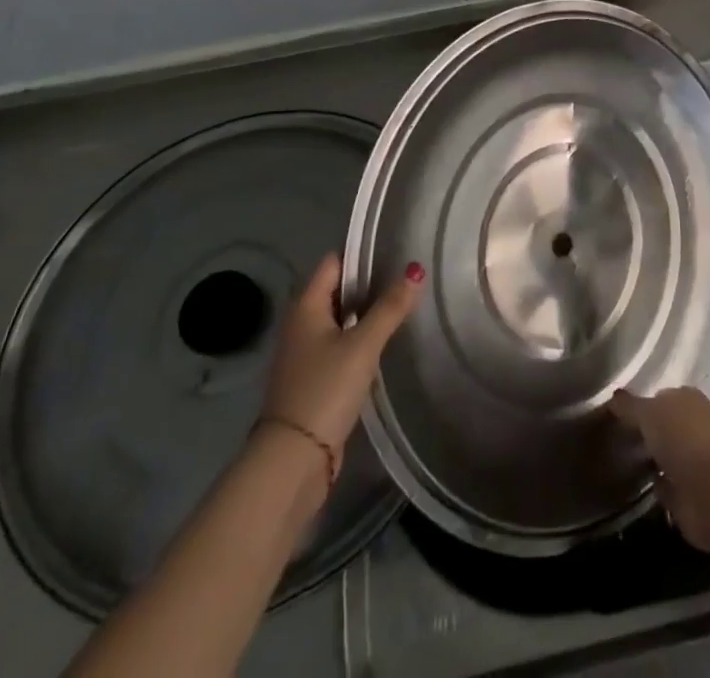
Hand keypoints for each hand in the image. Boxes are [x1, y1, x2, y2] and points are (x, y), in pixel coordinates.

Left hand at [261, 253, 423, 458]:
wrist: (292, 459)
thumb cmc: (325, 389)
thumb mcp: (363, 345)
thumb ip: (390, 308)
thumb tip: (416, 270)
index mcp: (306, 306)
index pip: (334, 263)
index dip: (361, 255)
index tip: (394, 251)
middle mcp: (300, 323)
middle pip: (336, 290)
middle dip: (368, 284)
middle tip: (405, 278)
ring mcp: (303, 353)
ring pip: (339, 319)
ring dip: (364, 313)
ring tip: (401, 306)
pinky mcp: (312, 378)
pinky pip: (337, 344)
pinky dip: (357, 338)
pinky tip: (381, 343)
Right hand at [610, 387, 709, 551]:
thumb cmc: (681, 437)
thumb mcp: (648, 412)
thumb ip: (629, 406)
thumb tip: (613, 397)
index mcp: (687, 398)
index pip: (661, 396)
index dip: (642, 402)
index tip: (619, 411)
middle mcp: (694, 426)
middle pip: (665, 425)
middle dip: (647, 430)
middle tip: (617, 435)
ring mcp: (694, 461)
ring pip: (666, 454)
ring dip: (652, 458)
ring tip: (622, 458)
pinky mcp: (690, 494)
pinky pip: (667, 484)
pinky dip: (656, 485)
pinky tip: (638, 484)